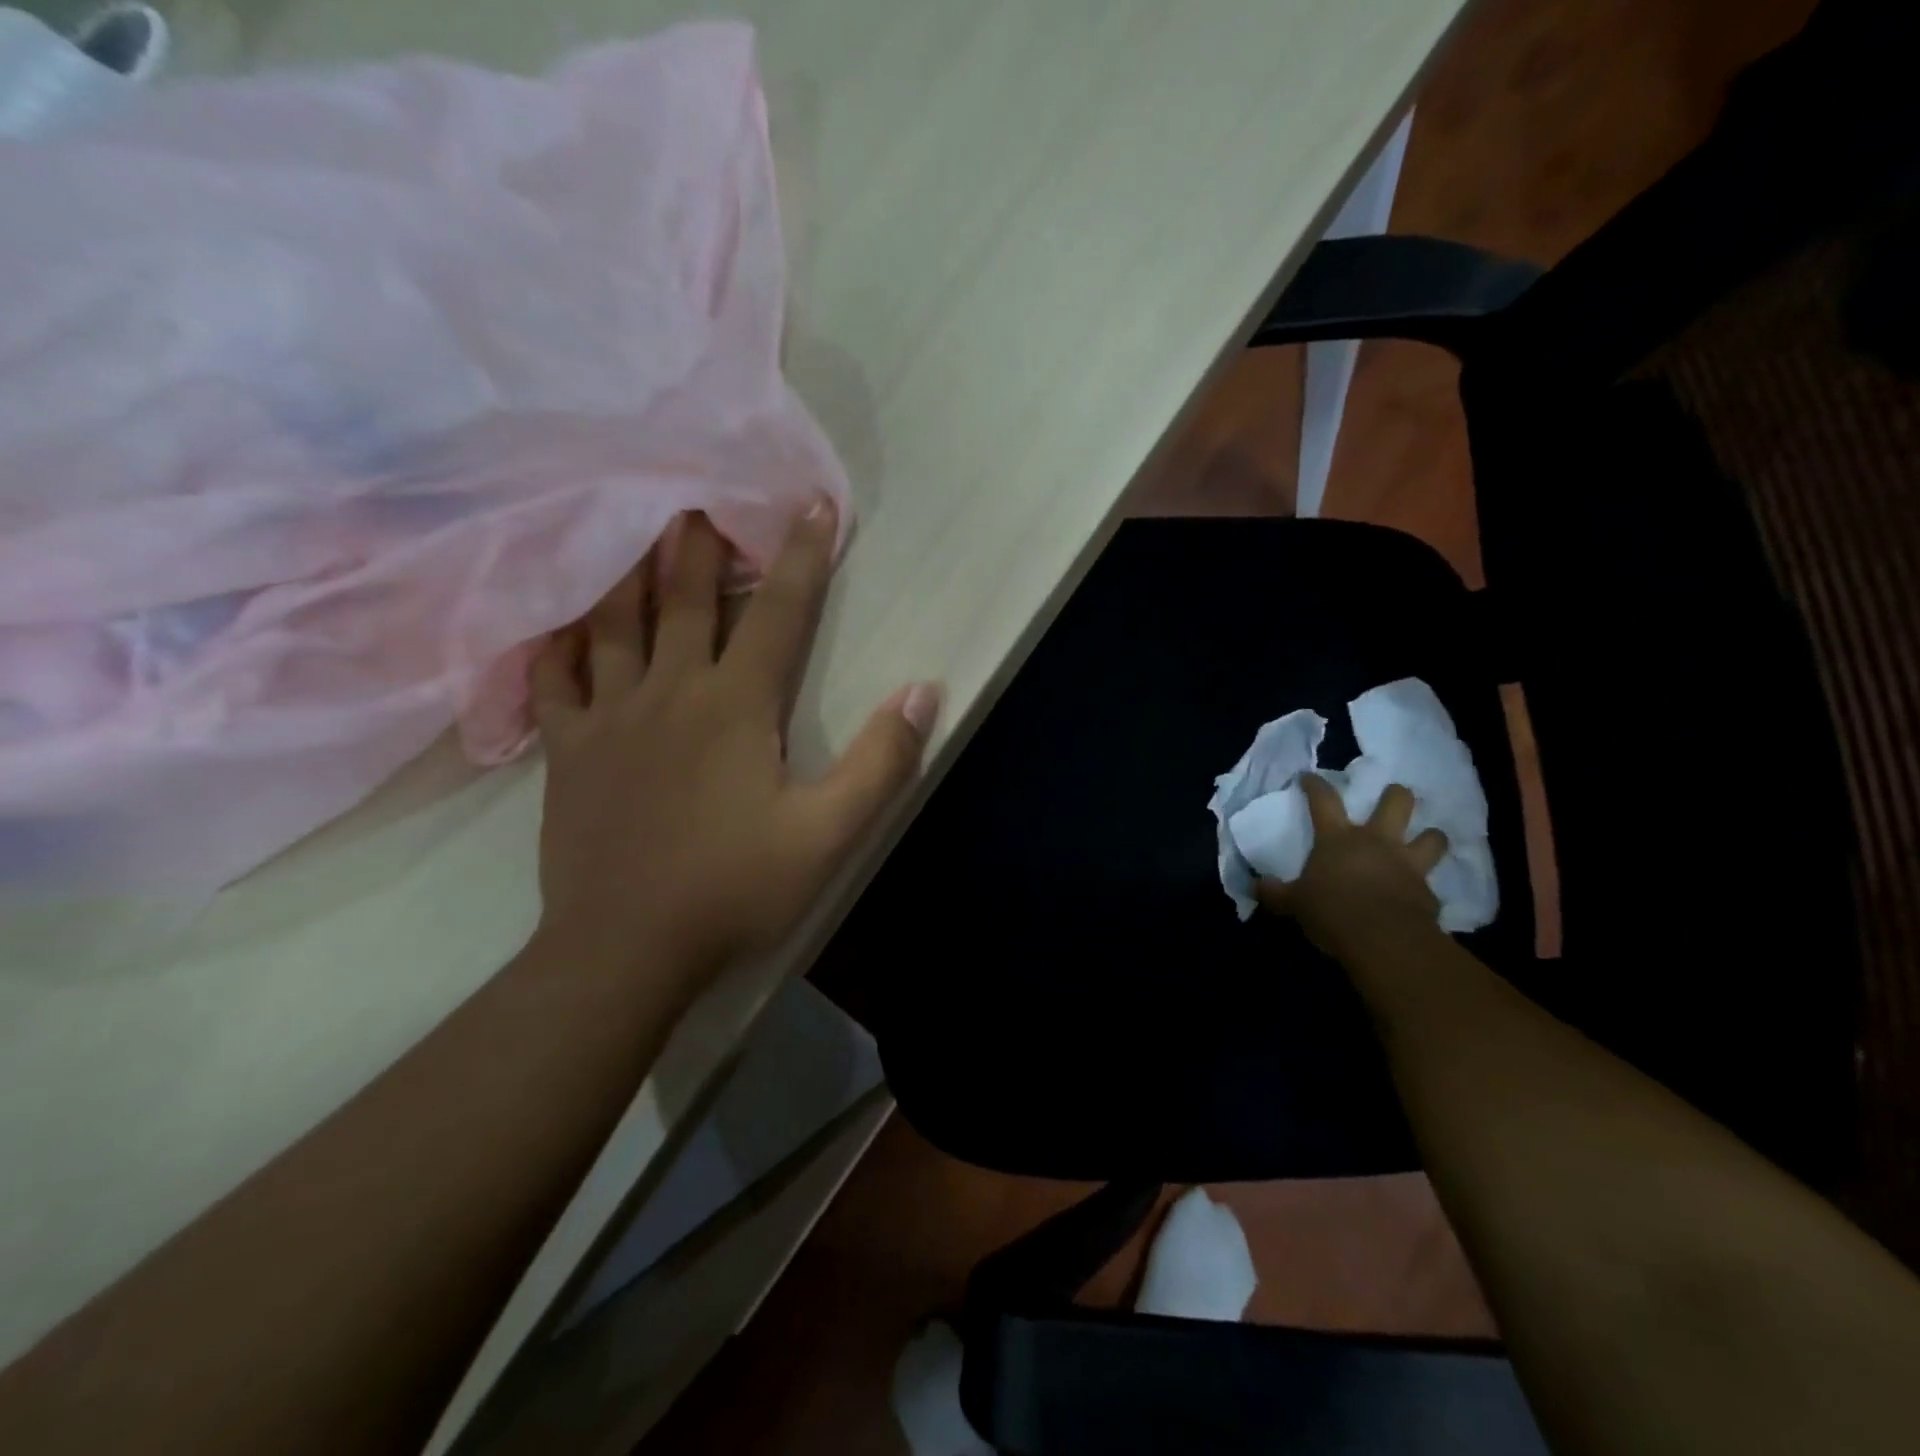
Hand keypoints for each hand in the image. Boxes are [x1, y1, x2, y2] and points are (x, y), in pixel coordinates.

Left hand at [530, 505, 939, 983]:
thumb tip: (922, 691)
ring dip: (624, 571)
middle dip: (697, 543)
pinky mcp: (568, 753)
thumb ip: (880, 762)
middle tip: (695, 494)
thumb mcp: (829, 834)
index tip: (810, 502)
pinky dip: (554, 646)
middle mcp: (670, 693)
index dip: (800, 554)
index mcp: (736, 706)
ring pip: (612, 625)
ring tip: (626, 528)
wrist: (626, 949)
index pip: (777, 611)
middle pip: (682, 600)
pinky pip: (554, 683)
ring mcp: (610, 719)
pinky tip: (553, 623)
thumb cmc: (735, 888)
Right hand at [1256, 775, 1447, 957]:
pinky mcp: (1428, 893)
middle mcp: (1377, 842)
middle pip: (1396, 802)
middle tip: (1393, 796)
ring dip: (1430, 836)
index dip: (1315, 785)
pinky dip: (1425, 888)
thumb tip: (1256, 885)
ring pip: (1432, 837)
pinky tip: (1420, 896)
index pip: (1323, 800)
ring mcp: (1407, 864)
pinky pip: (1431, 885)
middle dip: (1396, 795)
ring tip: (1426, 840)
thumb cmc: (1332, 911)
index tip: (1308, 777)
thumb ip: (1276, 892)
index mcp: (1338, 839)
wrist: (1384, 940)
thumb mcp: (1294, 903)